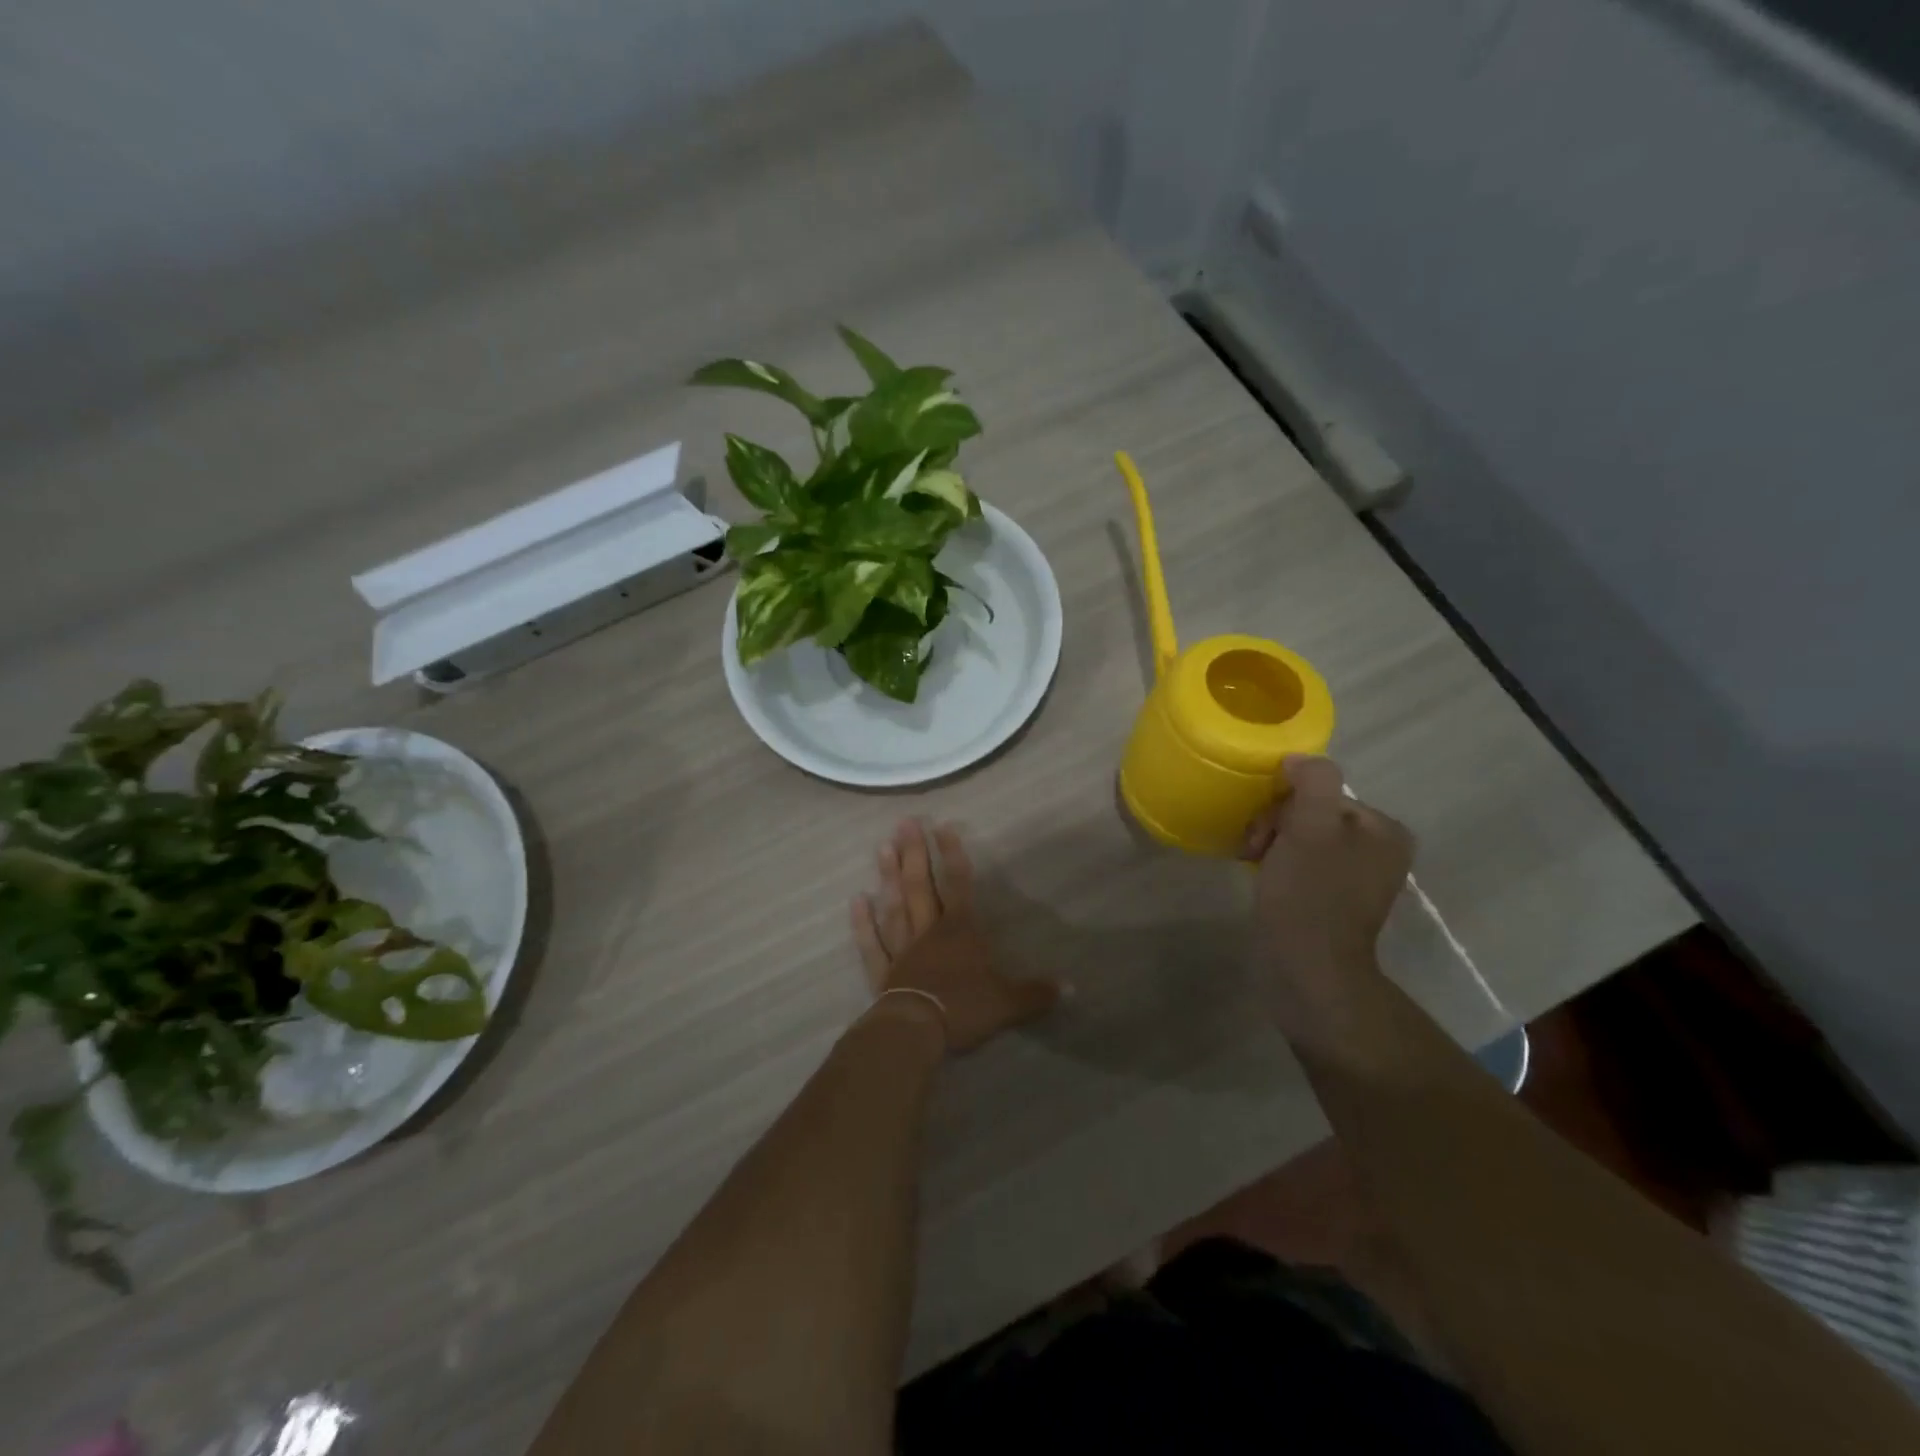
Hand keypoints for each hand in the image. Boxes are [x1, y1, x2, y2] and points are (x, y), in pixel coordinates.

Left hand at [852, 821, 1063, 1054]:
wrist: (918, 1031)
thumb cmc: (964, 1008)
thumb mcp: (1008, 1003)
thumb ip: (1036, 993)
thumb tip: (1071, 988)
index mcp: (960, 931)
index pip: (959, 885)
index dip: (952, 855)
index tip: (943, 827)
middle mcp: (929, 932)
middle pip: (921, 886)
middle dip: (915, 854)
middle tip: (904, 822)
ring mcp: (902, 949)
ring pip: (894, 906)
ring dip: (888, 877)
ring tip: (882, 847)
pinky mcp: (883, 972)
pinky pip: (871, 943)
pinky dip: (862, 922)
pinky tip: (856, 899)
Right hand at [1240, 755, 1412, 1036]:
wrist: (1306, 971)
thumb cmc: (1309, 895)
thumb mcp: (1311, 825)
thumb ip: (1312, 780)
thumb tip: (1297, 759)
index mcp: (1385, 830)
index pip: (1321, 793)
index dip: (1283, 806)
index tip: (1261, 832)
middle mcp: (1378, 851)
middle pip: (1310, 814)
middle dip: (1274, 825)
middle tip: (1254, 850)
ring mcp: (1356, 880)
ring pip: (1300, 838)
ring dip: (1270, 844)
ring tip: (1252, 864)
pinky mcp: (1332, 903)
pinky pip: (1300, 865)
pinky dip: (1277, 866)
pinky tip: (1262, 879)